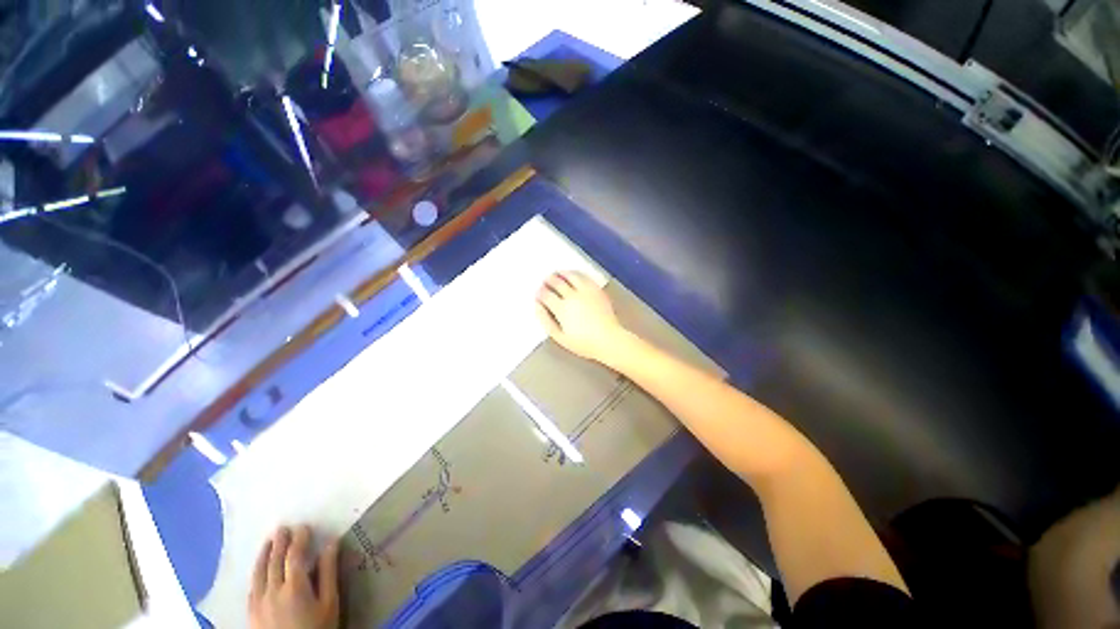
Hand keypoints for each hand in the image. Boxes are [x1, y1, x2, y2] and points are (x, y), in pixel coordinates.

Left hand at [249, 525, 339, 628]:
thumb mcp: (330, 608)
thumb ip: (329, 576)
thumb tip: (331, 545)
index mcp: (295, 586)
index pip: (295, 555)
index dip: (299, 539)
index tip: (304, 528)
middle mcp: (273, 586)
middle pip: (275, 558)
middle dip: (281, 541)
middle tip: (284, 528)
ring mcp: (259, 596)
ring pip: (260, 567)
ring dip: (265, 551)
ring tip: (270, 540)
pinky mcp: (251, 607)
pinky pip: (252, 581)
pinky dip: (256, 569)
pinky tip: (259, 567)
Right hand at [535, 270, 626, 361]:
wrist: (609, 339)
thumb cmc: (584, 342)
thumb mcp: (560, 337)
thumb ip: (546, 321)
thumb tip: (538, 306)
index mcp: (562, 309)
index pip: (546, 294)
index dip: (540, 292)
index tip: (538, 293)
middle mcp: (572, 296)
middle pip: (556, 282)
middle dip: (548, 280)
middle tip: (545, 280)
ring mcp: (586, 291)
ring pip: (570, 275)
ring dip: (561, 273)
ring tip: (557, 274)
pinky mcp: (596, 289)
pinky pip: (583, 277)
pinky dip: (575, 274)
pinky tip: (573, 276)